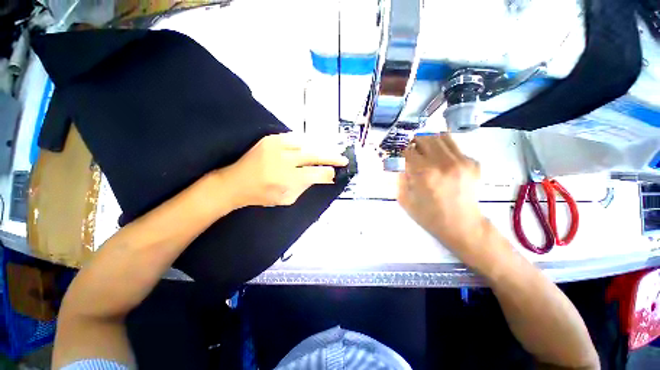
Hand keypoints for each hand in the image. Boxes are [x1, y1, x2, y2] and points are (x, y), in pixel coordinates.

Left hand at [216, 133, 347, 207]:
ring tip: (330, 152)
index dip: (329, 173)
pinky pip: (294, 137)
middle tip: (343, 159)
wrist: (235, 182)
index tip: (336, 174)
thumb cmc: (262, 195)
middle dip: (332, 157)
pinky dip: (306, 142)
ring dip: (321, 148)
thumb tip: (322, 176)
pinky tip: (312, 146)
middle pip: (314, 155)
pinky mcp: (270, 139)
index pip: (316, 173)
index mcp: (286, 179)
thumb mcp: (287, 199)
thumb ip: (305, 186)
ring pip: (307, 143)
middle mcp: (283, 160)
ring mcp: (276, 146)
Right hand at [398, 134, 487, 255]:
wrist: (462, 225)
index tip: (399, 155)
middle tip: (412, 151)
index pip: (407, 150)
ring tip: (426, 151)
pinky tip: (442, 162)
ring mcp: (461, 160)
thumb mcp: (404, 199)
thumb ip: (399, 176)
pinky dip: (444, 149)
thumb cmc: (429, 216)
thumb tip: (398, 160)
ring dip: (429, 141)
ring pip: (441, 136)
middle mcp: (443, 162)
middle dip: (414, 142)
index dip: (401, 151)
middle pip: (425, 137)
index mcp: (424, 173)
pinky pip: (454, 146)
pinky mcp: (473, 162)